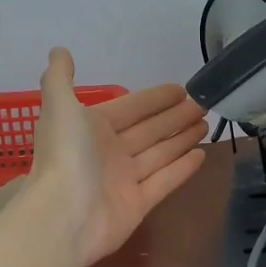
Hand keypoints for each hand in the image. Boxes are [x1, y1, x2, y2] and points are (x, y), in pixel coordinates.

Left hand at [28, 48, 207, 266]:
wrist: (63, 216)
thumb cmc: (65, 156)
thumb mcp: (59, 107)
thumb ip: (59, 78)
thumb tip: (59, 50)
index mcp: (93, 128)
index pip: (131, 108)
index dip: (155, 99)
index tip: (181, 89)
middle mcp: (110, 152)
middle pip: (149, 130)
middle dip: (175, 116)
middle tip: (203, 105)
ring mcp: (125, 180)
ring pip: (160, 153)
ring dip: (182, 138)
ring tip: (206, 124)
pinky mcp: (138, 205)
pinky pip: (165, 181)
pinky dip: (183, 168)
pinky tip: (202, 154)